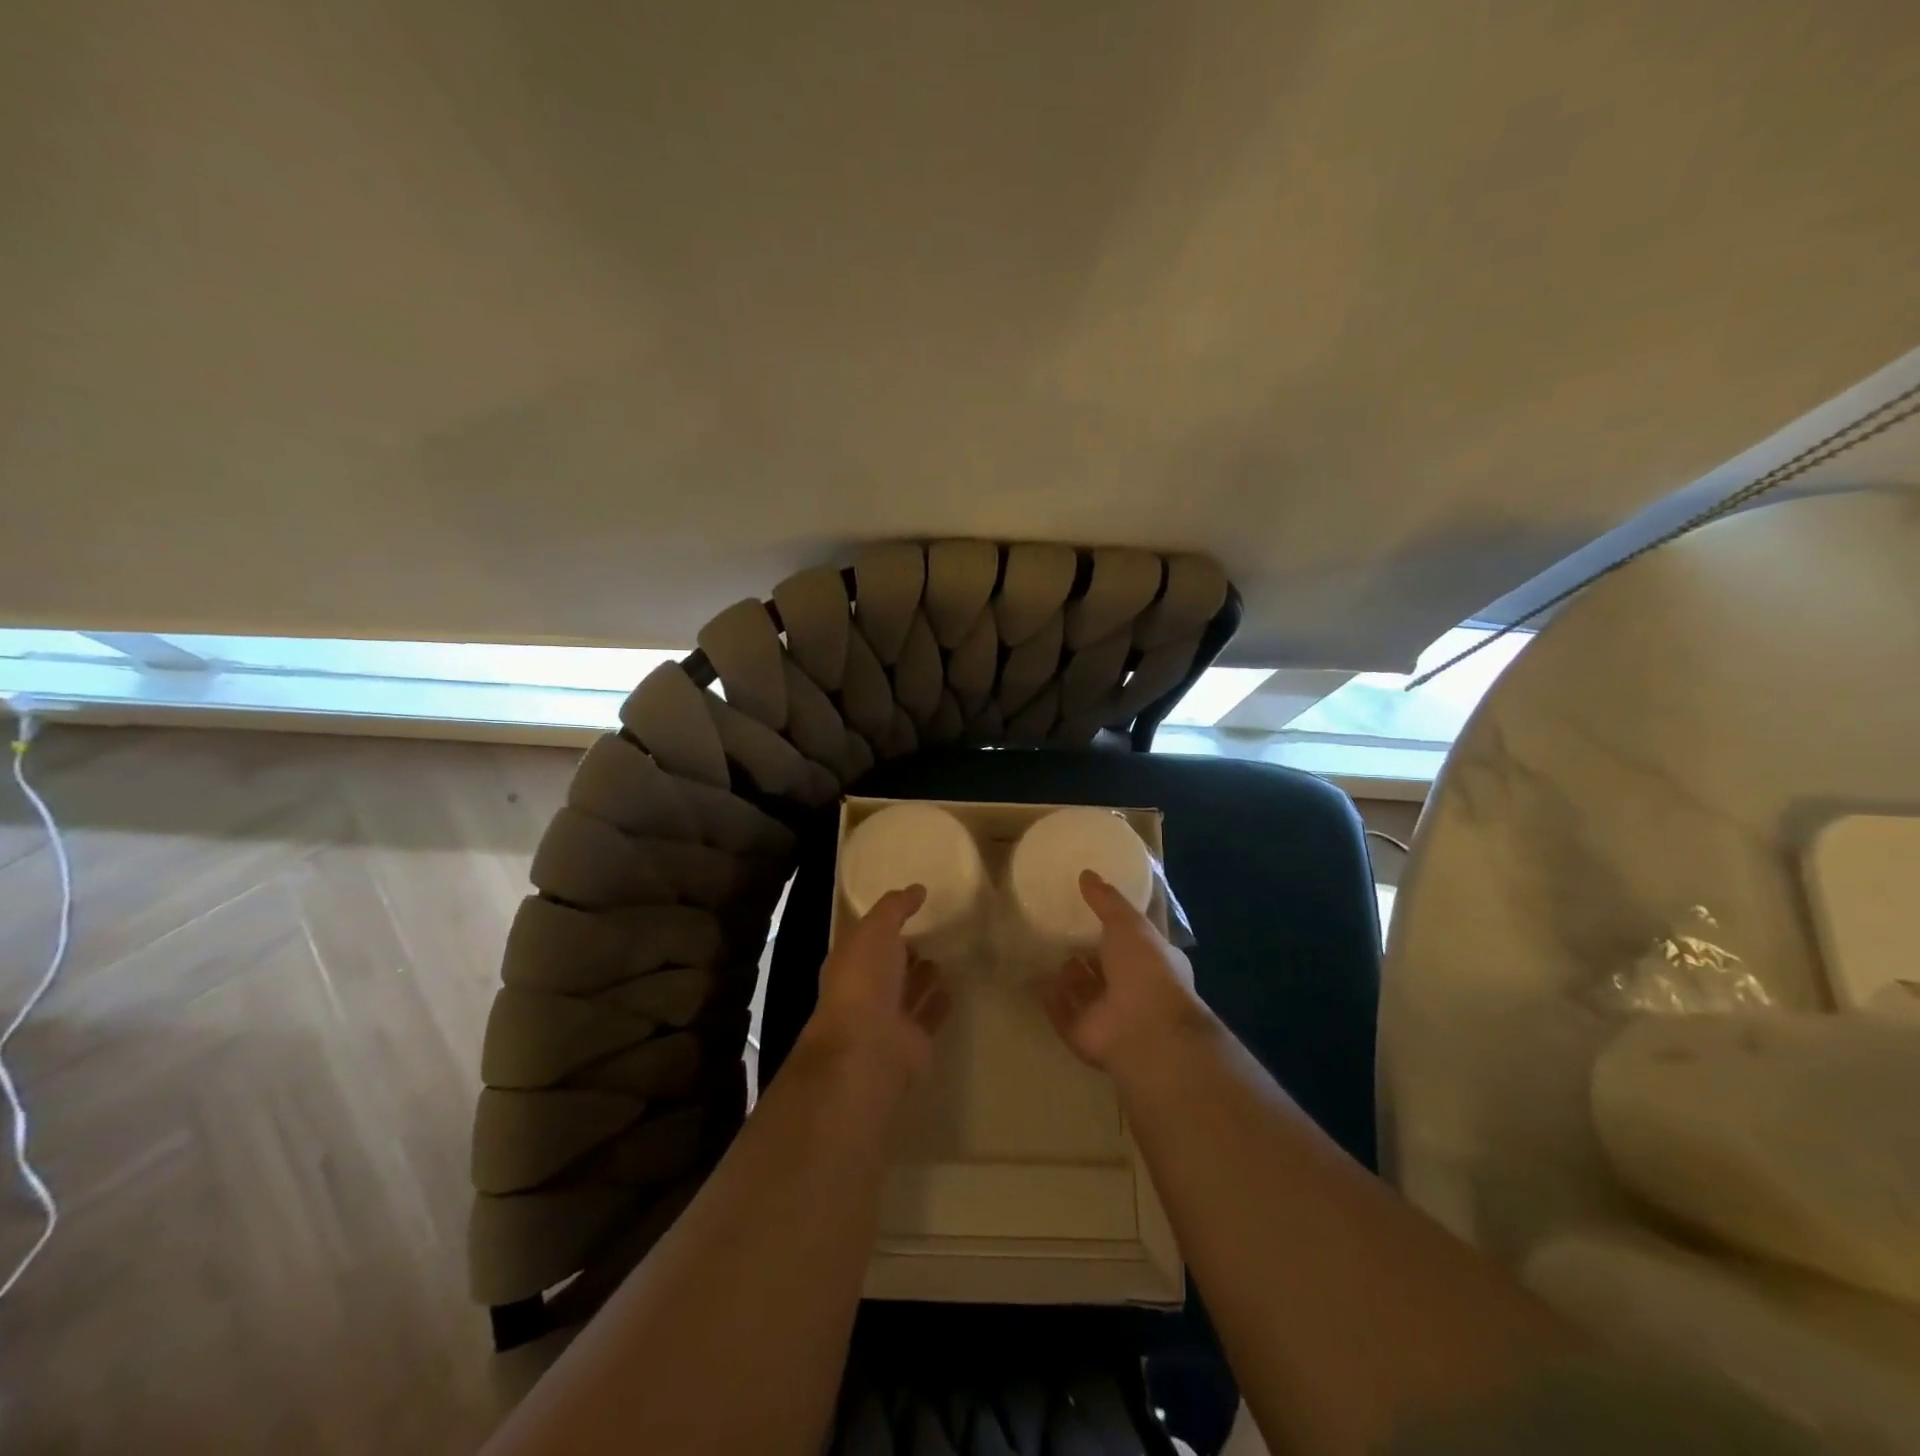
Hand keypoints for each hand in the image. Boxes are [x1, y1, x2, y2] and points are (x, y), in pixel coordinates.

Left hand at [797, 885, 952, 1087]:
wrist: (868, 1048)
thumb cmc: (864, 981)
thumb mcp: (875, 930)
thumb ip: (895, 908)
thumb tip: (917, 889)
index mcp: (850, 963)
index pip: (868, 940)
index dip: (884, 926)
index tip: (910, 910)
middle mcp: (866, 990)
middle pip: (888, 967)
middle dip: (904, 952)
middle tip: (929, 935)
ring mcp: (889, 1018)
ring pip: (909, 992)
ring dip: (923, 977)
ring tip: (942, 959)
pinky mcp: (913, 1042)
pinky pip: (929, 1016)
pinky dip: (938, 1003)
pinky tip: (953, 988)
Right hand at [1038, 870, 1211, 1074]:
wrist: (1145, 1030)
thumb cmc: (1145, 969)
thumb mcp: (1128, 923)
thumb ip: (1106, 900)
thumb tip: (1087, 874)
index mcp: (1154, 964)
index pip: (1134, 944)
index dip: (1115, 931)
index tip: (1090, 914)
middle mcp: (1134, 992)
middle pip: (1106, 970)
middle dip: (1087, 954)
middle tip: (1061, 931)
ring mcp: (1109, 1017)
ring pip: (1085, 994)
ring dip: (1068, 977)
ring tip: (1044, 951)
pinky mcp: (1084, 1036)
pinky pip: (1063, 1014)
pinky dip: (1051, 999)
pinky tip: (1035, 980)